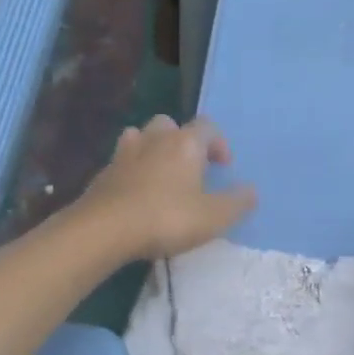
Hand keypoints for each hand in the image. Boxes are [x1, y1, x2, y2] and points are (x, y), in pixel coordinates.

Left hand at [81, 115, 256, 260]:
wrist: (105, 229)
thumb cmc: (167, 218)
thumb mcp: (214, 217)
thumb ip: (237, 202)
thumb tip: (251, 190)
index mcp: (185, 143)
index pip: (207, 126)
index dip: (218, 143)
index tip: (223, 167)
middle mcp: (154, 139)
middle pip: (169, 124)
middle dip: (182, 141)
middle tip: (190, 168)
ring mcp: (124, 154)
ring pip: (141, 136)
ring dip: (153, 149)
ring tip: (160, 175)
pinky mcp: (102, 174)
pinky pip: (121, 162)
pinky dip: (131, 171)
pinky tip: (136, 194)